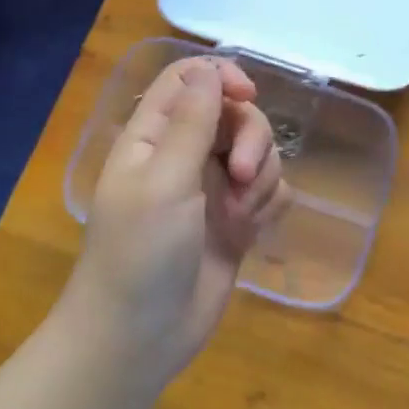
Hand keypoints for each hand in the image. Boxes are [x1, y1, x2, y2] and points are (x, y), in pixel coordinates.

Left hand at [61, 56, 289, 389]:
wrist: (139, 338)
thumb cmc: (139, 253)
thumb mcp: (164, 182)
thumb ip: (192, 123)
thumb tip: (209, 70)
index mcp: (154, 137)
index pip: (189, 79)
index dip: (221, 77)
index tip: (247, 97)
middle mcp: (185, 155)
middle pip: (234, 114)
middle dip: (250, 139)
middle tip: (239, 176)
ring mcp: (213, 189)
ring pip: (258, 152)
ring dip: (259, 177)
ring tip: (240, 216)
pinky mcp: (237, 221)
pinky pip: (269, 190)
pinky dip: (268, 202)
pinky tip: (253, 229)